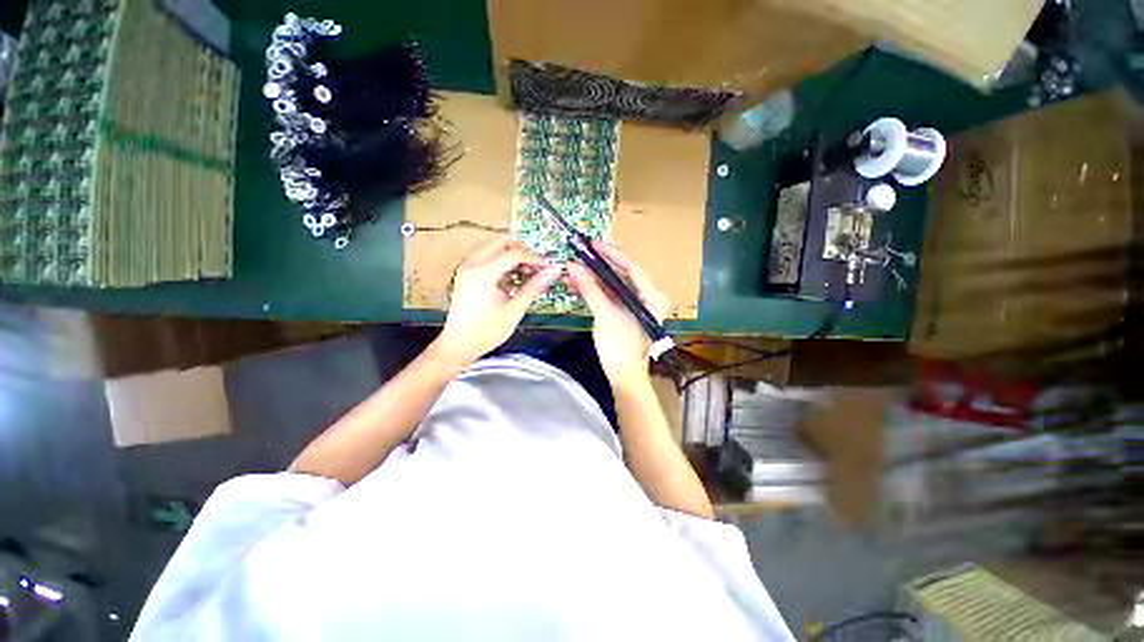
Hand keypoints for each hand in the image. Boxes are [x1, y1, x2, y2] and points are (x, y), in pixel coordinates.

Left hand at [433, 236, 559, 367]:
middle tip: (538, 265)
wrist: (459, 345)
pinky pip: (488, 257)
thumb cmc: (485, 332)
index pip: (514, 253)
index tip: (548, 267)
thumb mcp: (514, 310)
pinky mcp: (466, 274)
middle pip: (502, 242)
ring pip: (495, 248)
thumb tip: (551, 272)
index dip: (535, 258)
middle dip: (523, 251)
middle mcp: (472, 265)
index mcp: (483, 273)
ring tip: (528, 273)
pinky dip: (503, 263)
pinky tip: (513, 278)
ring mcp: (467, 268)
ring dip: (513, 256)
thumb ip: (534, 288)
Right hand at [566, 242, 667, 388]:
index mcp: (651, 296)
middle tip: (581, 254)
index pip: (632, 267)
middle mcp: (648, 297)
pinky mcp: (626, 313)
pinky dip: (596, 291)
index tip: (593, 245)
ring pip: (615, 285)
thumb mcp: (605, 315)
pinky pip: (611, 296)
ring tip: (575, 270)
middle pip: (623, 274)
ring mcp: (637, 306)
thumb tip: (573, 266)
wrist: (624, 376)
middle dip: (600, 266)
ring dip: (595, 278)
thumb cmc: (620, 346)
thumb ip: (590, 289)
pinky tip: (579, 285)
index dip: (611, 254)